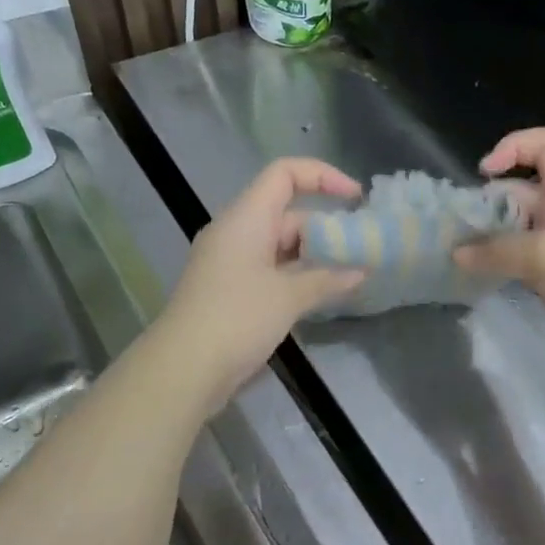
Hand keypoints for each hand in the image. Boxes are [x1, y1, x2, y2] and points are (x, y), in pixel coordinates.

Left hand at [155, 158, 365, 409]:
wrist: (183, 369)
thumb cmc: (236, 319)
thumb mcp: (289, 297)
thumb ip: (328, 278)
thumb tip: (361, 270)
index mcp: (246, 218)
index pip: (285, 174)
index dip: (323, 176)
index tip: (355, 198)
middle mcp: (237, 232)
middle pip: (287, 212)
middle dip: (326, 226)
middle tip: (362, 247)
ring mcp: (232, 261)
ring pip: (281, 244)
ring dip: (315, 254)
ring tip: (352, 270)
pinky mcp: (231, 289)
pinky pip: (271, 268)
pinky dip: (298, 274)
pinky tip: (323, 292)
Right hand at [454, 128, 544, 385]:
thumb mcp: (541, 257)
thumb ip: (495, 251)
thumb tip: (457, 253)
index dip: (516, 145)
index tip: (485, 172)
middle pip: (525, 189)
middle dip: (491, 200)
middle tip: (461, 224)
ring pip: (520, 227)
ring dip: (491, 234)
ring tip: (461, 250)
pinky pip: (522, 260)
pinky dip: (500, 262)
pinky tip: (480, 275)